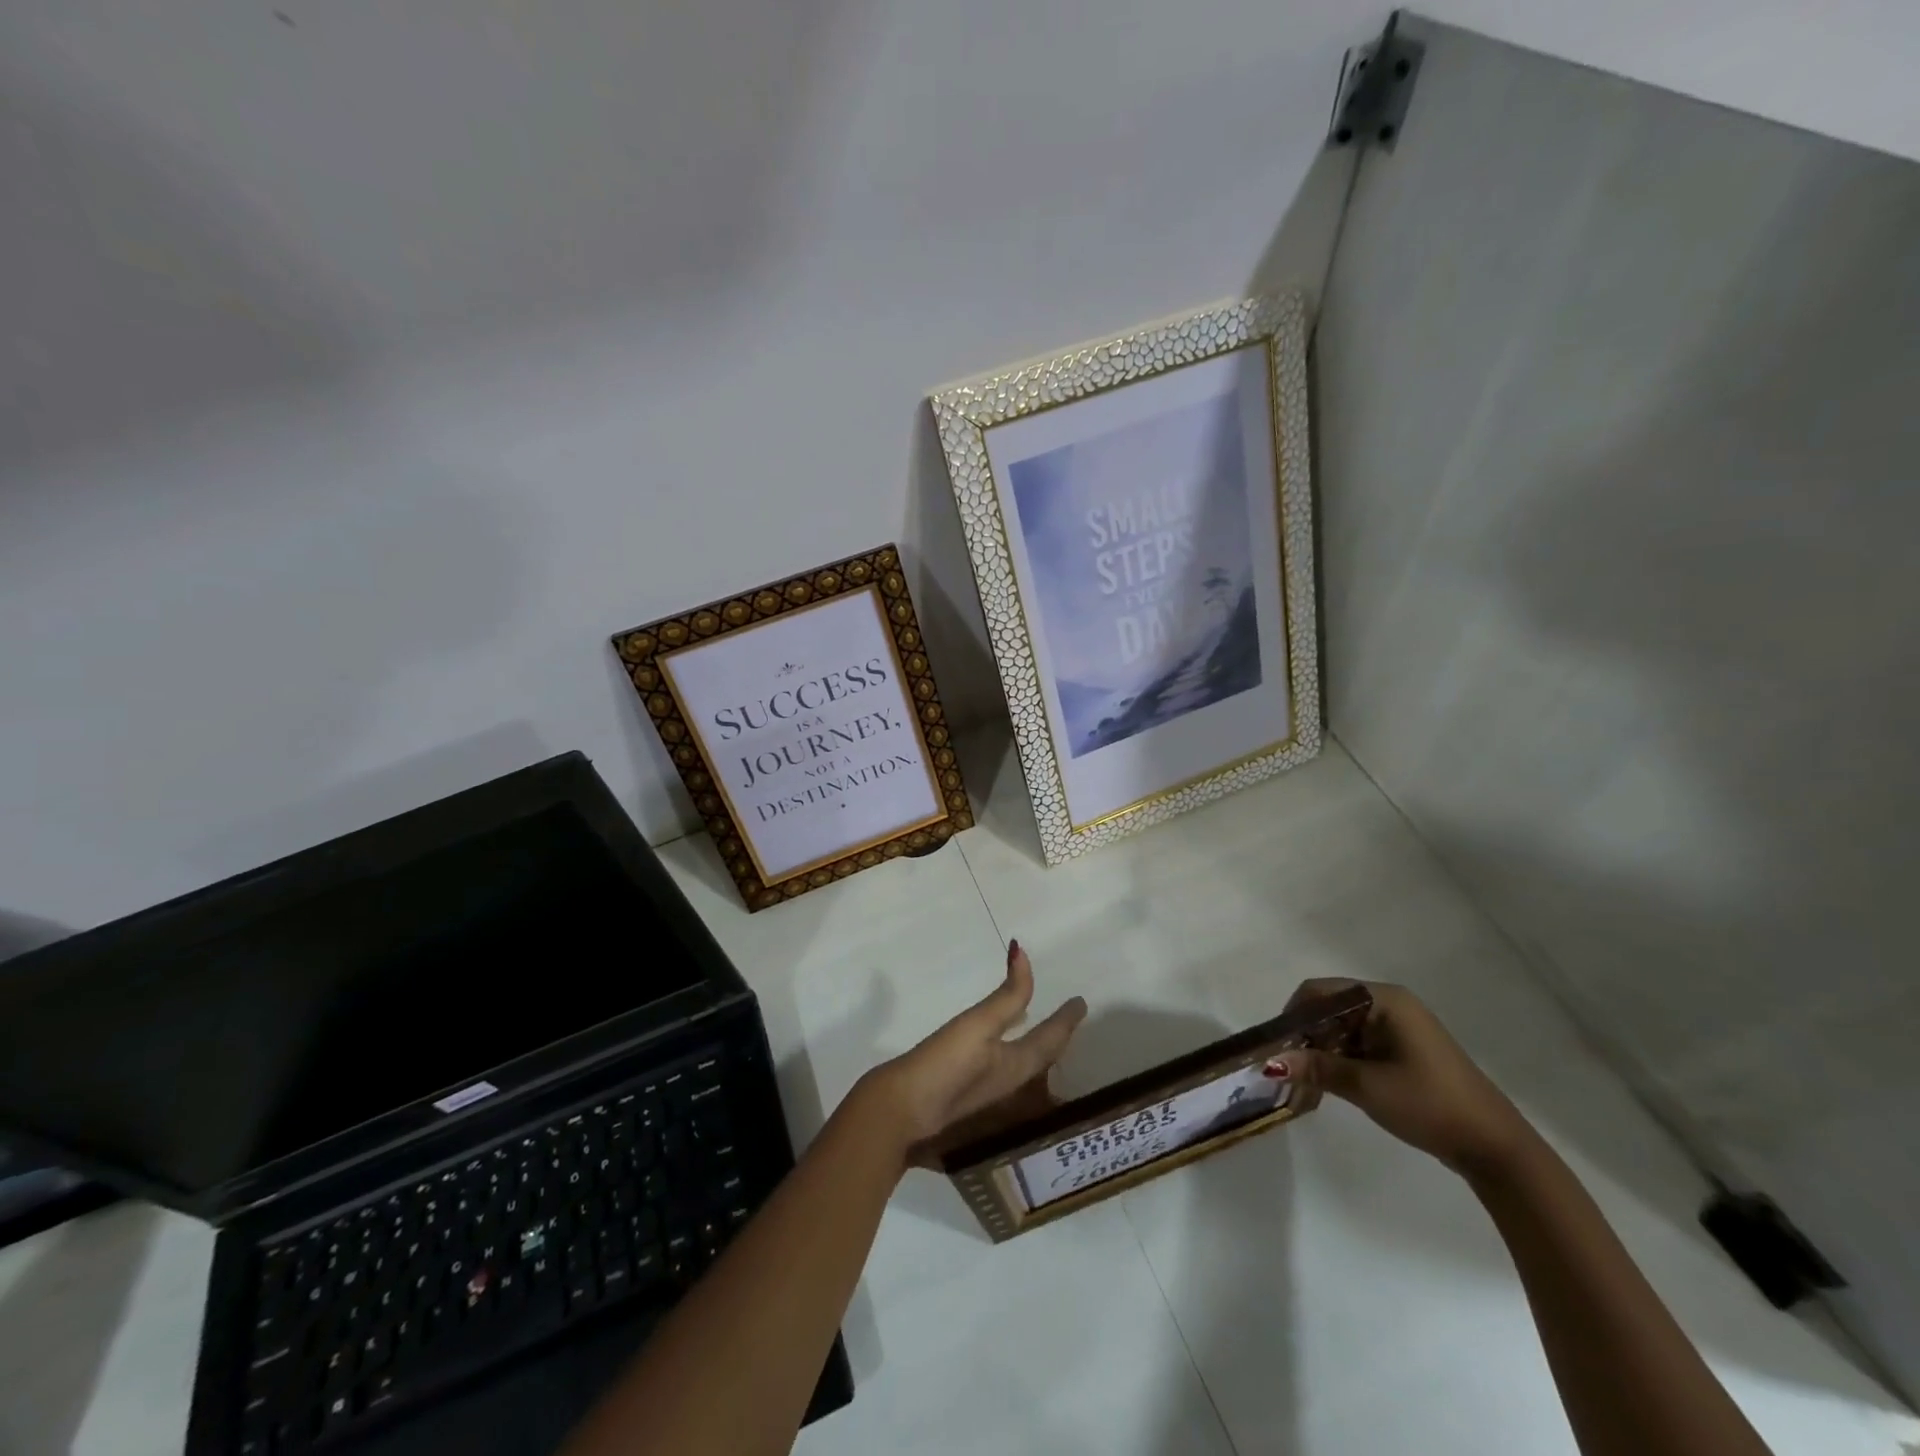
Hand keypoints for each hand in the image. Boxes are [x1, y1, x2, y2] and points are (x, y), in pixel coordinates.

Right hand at [858, 940, 1086, 1160]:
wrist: (899, 1111)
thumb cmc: (946, 1067)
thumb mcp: (980, 1025)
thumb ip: (1007, 994)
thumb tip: (1024, 954)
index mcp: (1018, 1067)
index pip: (1052, 1039)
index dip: (1067, 1019)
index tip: (1080, 1003)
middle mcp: (1009, 1082)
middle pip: (1042, 1056)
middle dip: (1056, 1037)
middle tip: (1067, 1019)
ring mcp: (986, 1090)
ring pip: (1023, 1064)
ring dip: (1036, 1046)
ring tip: (1040, 1030)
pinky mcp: (963, 1091)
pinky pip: (1002, 1065)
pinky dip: (1011, 1049)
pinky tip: (996, 1046)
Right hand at [1288, 979, 1533, 1177]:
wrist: (1494, 1148)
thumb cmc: (1430, 1105)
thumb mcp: (1367, 1086)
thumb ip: (1316, 1068)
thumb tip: (1269, 1062)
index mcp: (1384, 1000)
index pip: (1320, 992)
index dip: (1293, 1016)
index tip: (1276, 1047)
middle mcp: (1389, 1005)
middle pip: (1329, 1010)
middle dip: (1305, 1038)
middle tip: (1285, 1071)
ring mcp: (1398, 1028)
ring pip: (1341, 1030)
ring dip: (1320, 1054)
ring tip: (1303, 1086)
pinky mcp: (1402, 1051)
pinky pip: (1358, 1045)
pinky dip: (1339, 1062)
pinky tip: (1326, 1088)